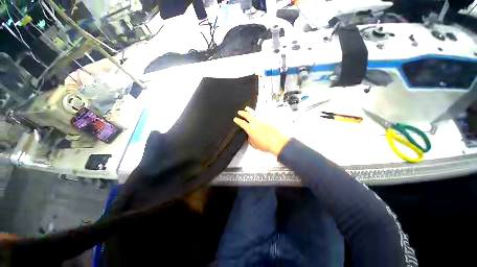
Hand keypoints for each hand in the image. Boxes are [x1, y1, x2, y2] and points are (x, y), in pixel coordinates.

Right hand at [234, 107, 289, 156]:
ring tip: (247, 108)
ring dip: (249, 110)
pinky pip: (260, 115)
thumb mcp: (254, 144)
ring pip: (254, 113)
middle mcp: (255, 123)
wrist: (277, 142)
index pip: (242, 123)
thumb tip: (250, 136)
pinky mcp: (267, 121)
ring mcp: (262, 121)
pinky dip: (257, 114)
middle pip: (247, 115)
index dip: (238, 121)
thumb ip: (250, 139)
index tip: (235, 119)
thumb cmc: (265, 145)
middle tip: (239, 112)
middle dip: (242, 113)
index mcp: (251, 129)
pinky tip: (256, 113)